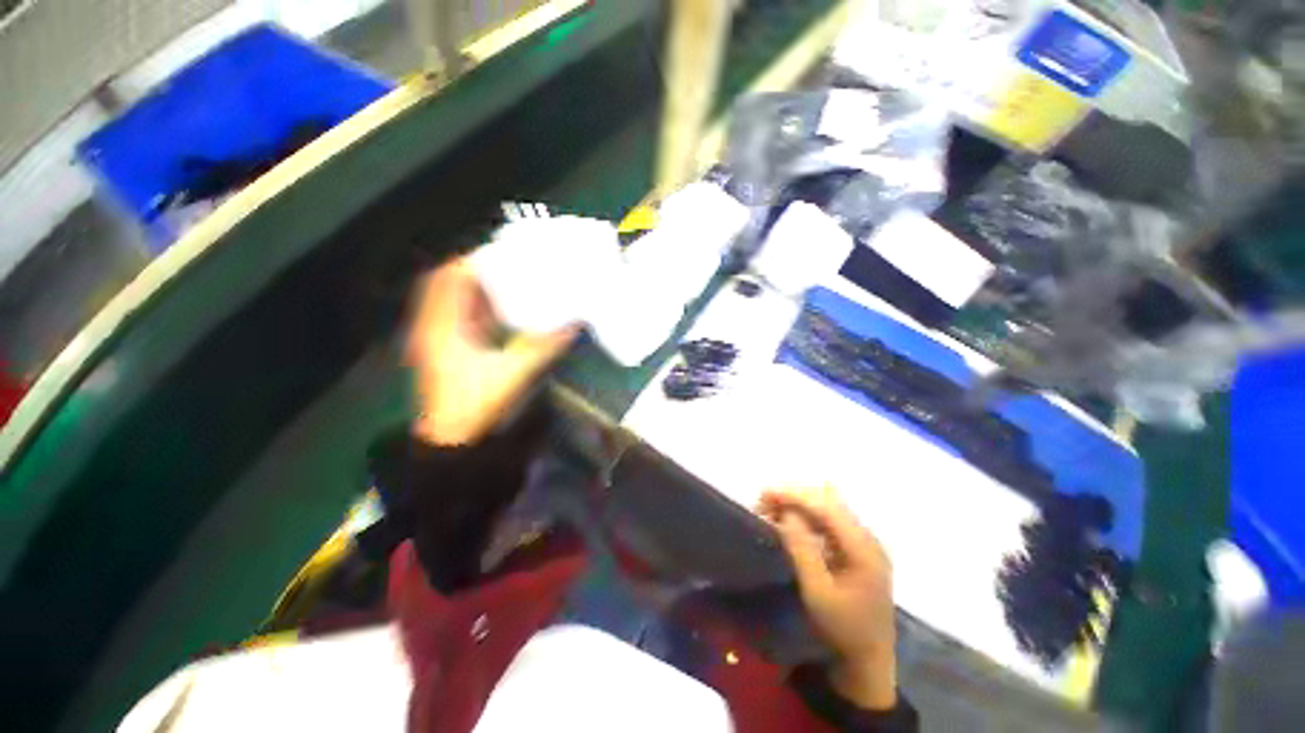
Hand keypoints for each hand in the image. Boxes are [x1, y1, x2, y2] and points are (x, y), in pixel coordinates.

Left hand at [406, 257, 577, 445]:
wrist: (453, 438)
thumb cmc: (477, 402)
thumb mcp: (514, 371)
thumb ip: (543, 346)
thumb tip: (574, 325)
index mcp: (442, 326)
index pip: (447, 279)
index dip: (470, 261)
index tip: (498, 253)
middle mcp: (433, 327)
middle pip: (445, 285)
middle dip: (472, 271)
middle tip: (503, 265)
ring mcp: (435, 340)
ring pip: (449, 302)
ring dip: (472, 290)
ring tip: (503, 282)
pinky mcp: (444, 352)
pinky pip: (455, 319)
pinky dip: (473, 310)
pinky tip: (496, 312)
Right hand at [758, 487, 896, 710]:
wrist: (868, 661)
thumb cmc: (841, 630)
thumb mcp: (817, 593)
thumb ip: (802, 550)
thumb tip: (787, 513)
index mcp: (864, 549)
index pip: (827, 508)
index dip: (795, 496)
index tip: (765, 493)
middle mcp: (867, 538)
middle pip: (828, 503)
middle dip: (794, 497)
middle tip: (763, 502)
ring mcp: (863, 543)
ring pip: (827, 509)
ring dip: (798, 504)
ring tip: (770, 509)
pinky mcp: (855, 549)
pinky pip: (827, 521)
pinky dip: (805, 516)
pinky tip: (788, 520)